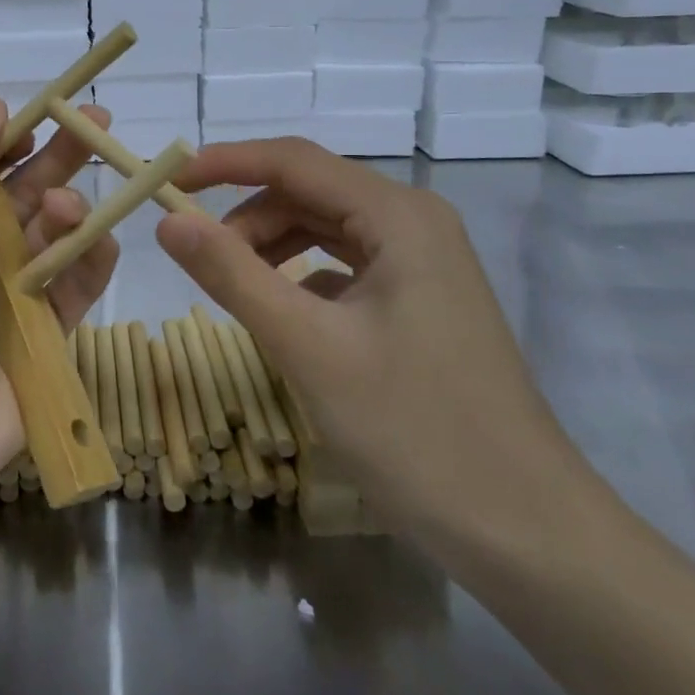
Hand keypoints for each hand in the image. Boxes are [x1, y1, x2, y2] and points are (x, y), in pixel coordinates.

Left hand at [0, 98, 118, 515]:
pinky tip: (98, 244)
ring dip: (69, 214)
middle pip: (28, 196)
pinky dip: (90, 263)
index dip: (20, 138)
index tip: (58, 111)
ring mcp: (12, 298)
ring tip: (66, 211)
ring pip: (57, 239)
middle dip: (63, 160)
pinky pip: (77, 288)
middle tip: (103, 126)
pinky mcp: (47, 338)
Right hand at [154, 138, 601, 557]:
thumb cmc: (416, 430)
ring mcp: (423, 264)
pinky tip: (283, 313)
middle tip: (196, 255)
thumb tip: (168, 221)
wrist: (528, 534)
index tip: (166, 181)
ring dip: (271, 245)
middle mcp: (414, 223)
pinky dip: (300, 275)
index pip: (293, 160)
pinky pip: (344, 265)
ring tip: (234, 287)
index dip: (223, 162)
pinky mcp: (421, 303)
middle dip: (246, 214)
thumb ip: (232, 275)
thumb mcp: (307, 347)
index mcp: (398, 215)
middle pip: (309, 191)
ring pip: (325, 228)